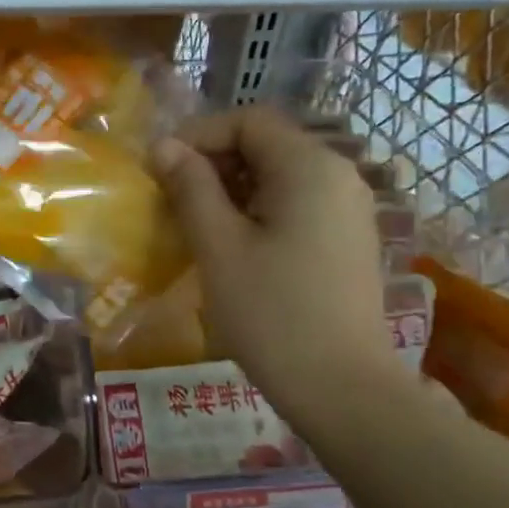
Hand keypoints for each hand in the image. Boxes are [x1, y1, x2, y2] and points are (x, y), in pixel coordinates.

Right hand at [150, 106, 398, 423]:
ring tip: (195, 224)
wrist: (341, 387)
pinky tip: (233, 246)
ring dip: (232, 188)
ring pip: (280, 176)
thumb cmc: (271, 313)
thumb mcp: (219, 245)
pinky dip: (259, 210)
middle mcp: (339, 175)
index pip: (248, 120)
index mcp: (310, 166)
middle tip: (172, 199)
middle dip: (213, 162)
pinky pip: (297, 204)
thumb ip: (190, 187)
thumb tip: (162, 146)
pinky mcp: (348, 239)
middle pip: (267, 144)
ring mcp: (349, 208)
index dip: (199, 135)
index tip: (159, 168)